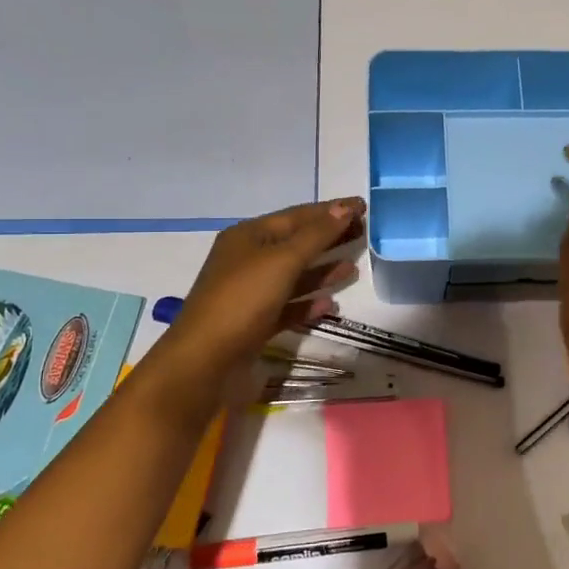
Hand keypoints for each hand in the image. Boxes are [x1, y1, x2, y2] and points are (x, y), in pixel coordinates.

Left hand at [161, 198, 365, 380]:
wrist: (204, 362)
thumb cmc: (242, 300)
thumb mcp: (282, 261)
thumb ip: (316, 235)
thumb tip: (345, 207)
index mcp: (248, 237)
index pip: (296, 216)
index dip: (330, 210)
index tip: (363, 206)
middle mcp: (247, 260)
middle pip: (296, 243)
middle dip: (329, 238)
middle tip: (364, 233)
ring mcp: (250, 293)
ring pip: (293, 276)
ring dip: (322, 271)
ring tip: (353, 268)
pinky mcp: (254, 323)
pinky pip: (287, 307)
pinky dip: (308, 303)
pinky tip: (330, 304)